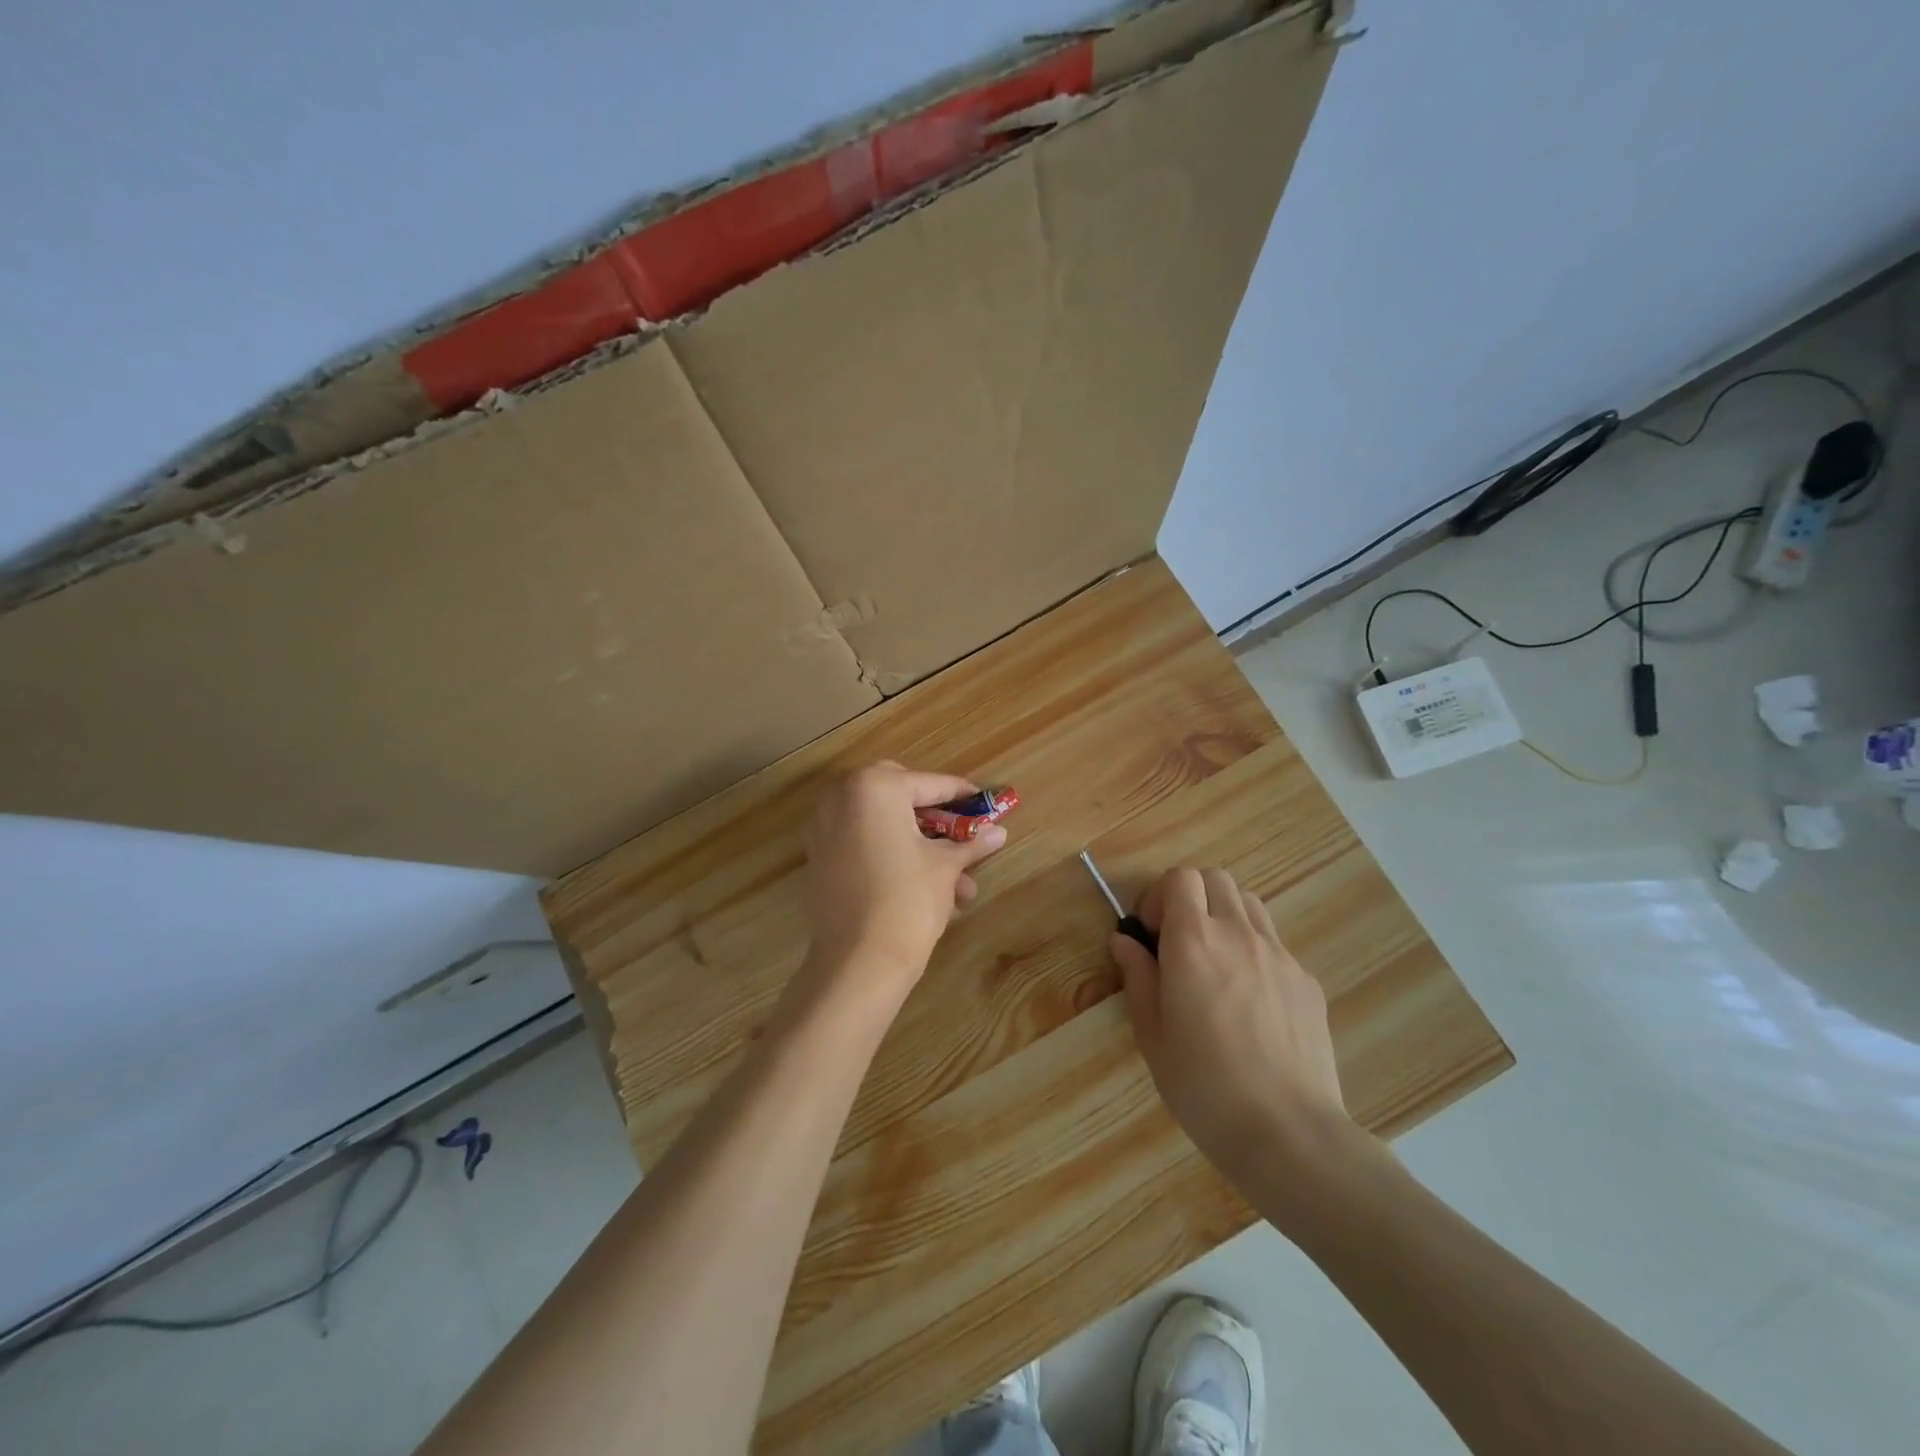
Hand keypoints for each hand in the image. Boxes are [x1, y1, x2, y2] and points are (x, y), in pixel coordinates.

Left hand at [801, 762, 1007, 1000]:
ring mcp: (825, 828)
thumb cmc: (907, 901)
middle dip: (934, 814)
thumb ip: (970, 842)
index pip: (929, 784)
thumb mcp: (946, 867)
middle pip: (900, 795)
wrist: (858, 963)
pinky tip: (928, 888)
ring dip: (920, 845)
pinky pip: (865, 845)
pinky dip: (893, 856)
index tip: (986, 802)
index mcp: (874, 787)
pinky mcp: (820, 859)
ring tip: (961, 885)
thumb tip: (999, 832)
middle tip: (961, 831)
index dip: (962, 795)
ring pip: (884, 825)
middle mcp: (842, 797)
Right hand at [1109, 867, 1352, 1198]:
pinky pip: (1274, 944)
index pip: (1180, 878)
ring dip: (1224, 916)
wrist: (1288, 1132)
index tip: (1150, 934)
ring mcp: (1279, 955)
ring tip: (1214, 963)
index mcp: (1193, 942)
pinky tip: (1250, 1002)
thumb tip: (1123, 940)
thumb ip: (1138, 977)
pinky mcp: (1307, 981)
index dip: (1159, 896)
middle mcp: (1238, 934)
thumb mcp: (1152, 1035)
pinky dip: (1253, 951)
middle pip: (1215, 879)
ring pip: (1248, 904)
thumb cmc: (1204, 1086)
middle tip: (1178, 942)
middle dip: (1190, 897)